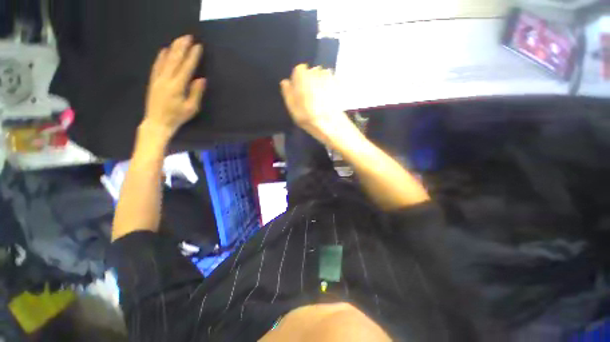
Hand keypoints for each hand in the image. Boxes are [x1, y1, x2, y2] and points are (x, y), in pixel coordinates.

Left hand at [142, 35, 205, 139]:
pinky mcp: (153, 81)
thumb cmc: (177, 117)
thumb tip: (201, 79)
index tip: (198, 46)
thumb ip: (196, 93)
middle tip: (188, 36)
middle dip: (182, 47)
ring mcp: (158, 79)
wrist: (157, 122)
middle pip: (175, 60)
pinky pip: (157, 65)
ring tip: (179, 40)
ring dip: (173, 48)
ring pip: (165, 60)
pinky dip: (161, 56)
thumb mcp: (191, 108)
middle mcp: (166, 79)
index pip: (186, 68)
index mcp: (177, 87)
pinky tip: (164, 50)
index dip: (193, 56)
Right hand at [280, 64, 353, 144]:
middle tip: (309, 95)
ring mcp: (329, 77)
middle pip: (311, 71)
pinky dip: (329, 85)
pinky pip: (331, 80)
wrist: (330, 123)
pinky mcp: (338, 84)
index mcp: (302, 77)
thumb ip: (288, 92)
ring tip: (320, 96)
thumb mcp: (292, 108)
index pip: (299, 69)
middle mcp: (316, 72)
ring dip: (320, 82)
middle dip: (309, 80)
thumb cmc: (308, 117)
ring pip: (322, 74)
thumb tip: (285, 82)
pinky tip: (328, 97)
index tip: (299, 90)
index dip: (298, 79)